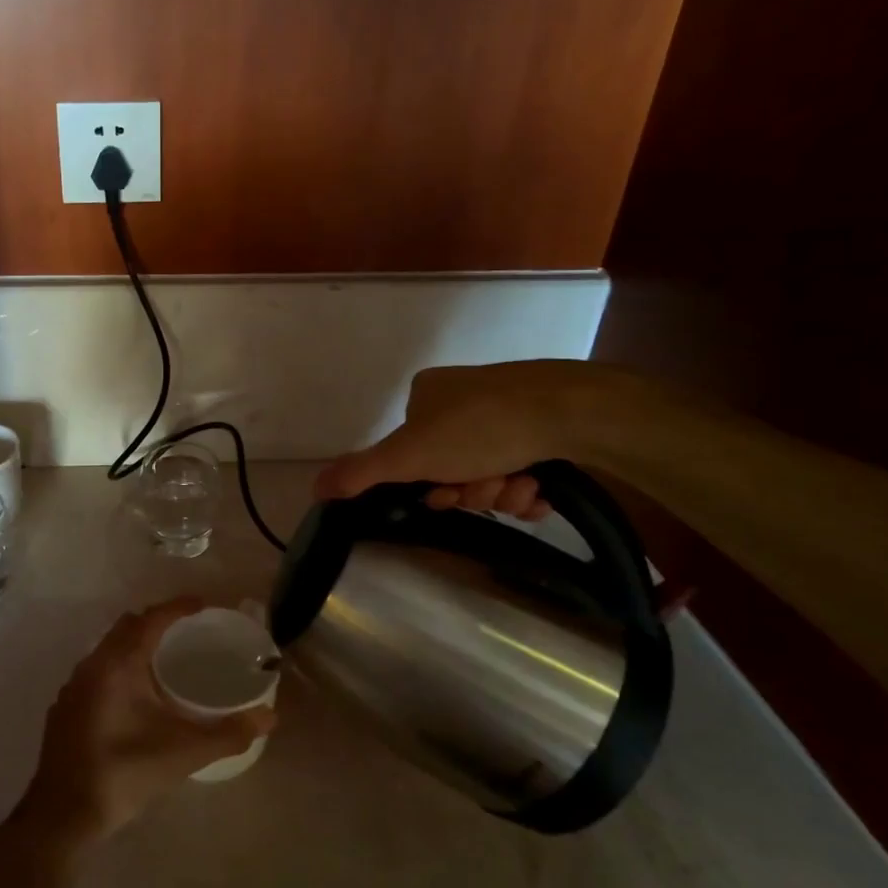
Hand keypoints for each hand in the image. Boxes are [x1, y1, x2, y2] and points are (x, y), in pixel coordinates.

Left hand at [20, 598, 276, 847]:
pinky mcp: (65, 708)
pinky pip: (96, 671)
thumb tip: (270, 716)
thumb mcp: (183, 753)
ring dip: (135, 646)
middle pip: (127, 627)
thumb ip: (228, 733)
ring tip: (165, 660)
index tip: (204, 605)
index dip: (178, 607)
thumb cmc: (124, 774)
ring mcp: (73, 687)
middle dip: (157, 622)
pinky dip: (118, 668)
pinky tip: (134, 697)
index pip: (151, 619)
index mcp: (117, 664)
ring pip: (108, 649)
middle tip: (188, 632)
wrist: (62, 816)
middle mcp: (92, 665)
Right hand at [313, 360, 623, 516]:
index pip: (412, 455)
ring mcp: (507, 410)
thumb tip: (313, 488)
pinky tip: (541, 489)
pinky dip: (528, 488)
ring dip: (502, 493)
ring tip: (523, 485)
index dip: (428, 484)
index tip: (447, 492)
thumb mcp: (409, 454)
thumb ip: (361, 472)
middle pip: (452, 468)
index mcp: (427, 395)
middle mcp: (464, 398)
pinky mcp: (546, 426)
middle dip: (471, 489)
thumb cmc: (481, 427)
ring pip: (490, 474)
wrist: (573, 411)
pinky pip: (523, 471)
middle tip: (489, 487)